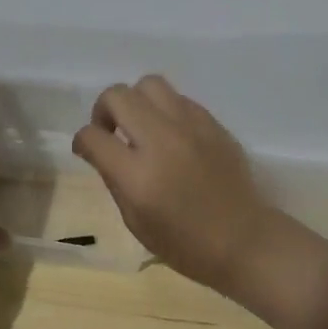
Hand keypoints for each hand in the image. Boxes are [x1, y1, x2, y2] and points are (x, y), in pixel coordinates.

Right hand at [71, 75, 273, 294]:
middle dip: (104, 110)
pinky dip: (165, 110)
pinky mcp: (212, 123)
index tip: (87, 150)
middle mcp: (161, 141)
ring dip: (135, 101)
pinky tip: (170, 134)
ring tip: (140, 125)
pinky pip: (178, 98)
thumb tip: (101, 149)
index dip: (82, 141)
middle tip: (111, 131)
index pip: (92, 136)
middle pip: (117, 96)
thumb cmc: (185, 244)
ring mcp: (190, 127)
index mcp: (138, 175)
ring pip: (149, 84)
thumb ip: (114, 178)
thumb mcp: (134, 221)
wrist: (245, 241)